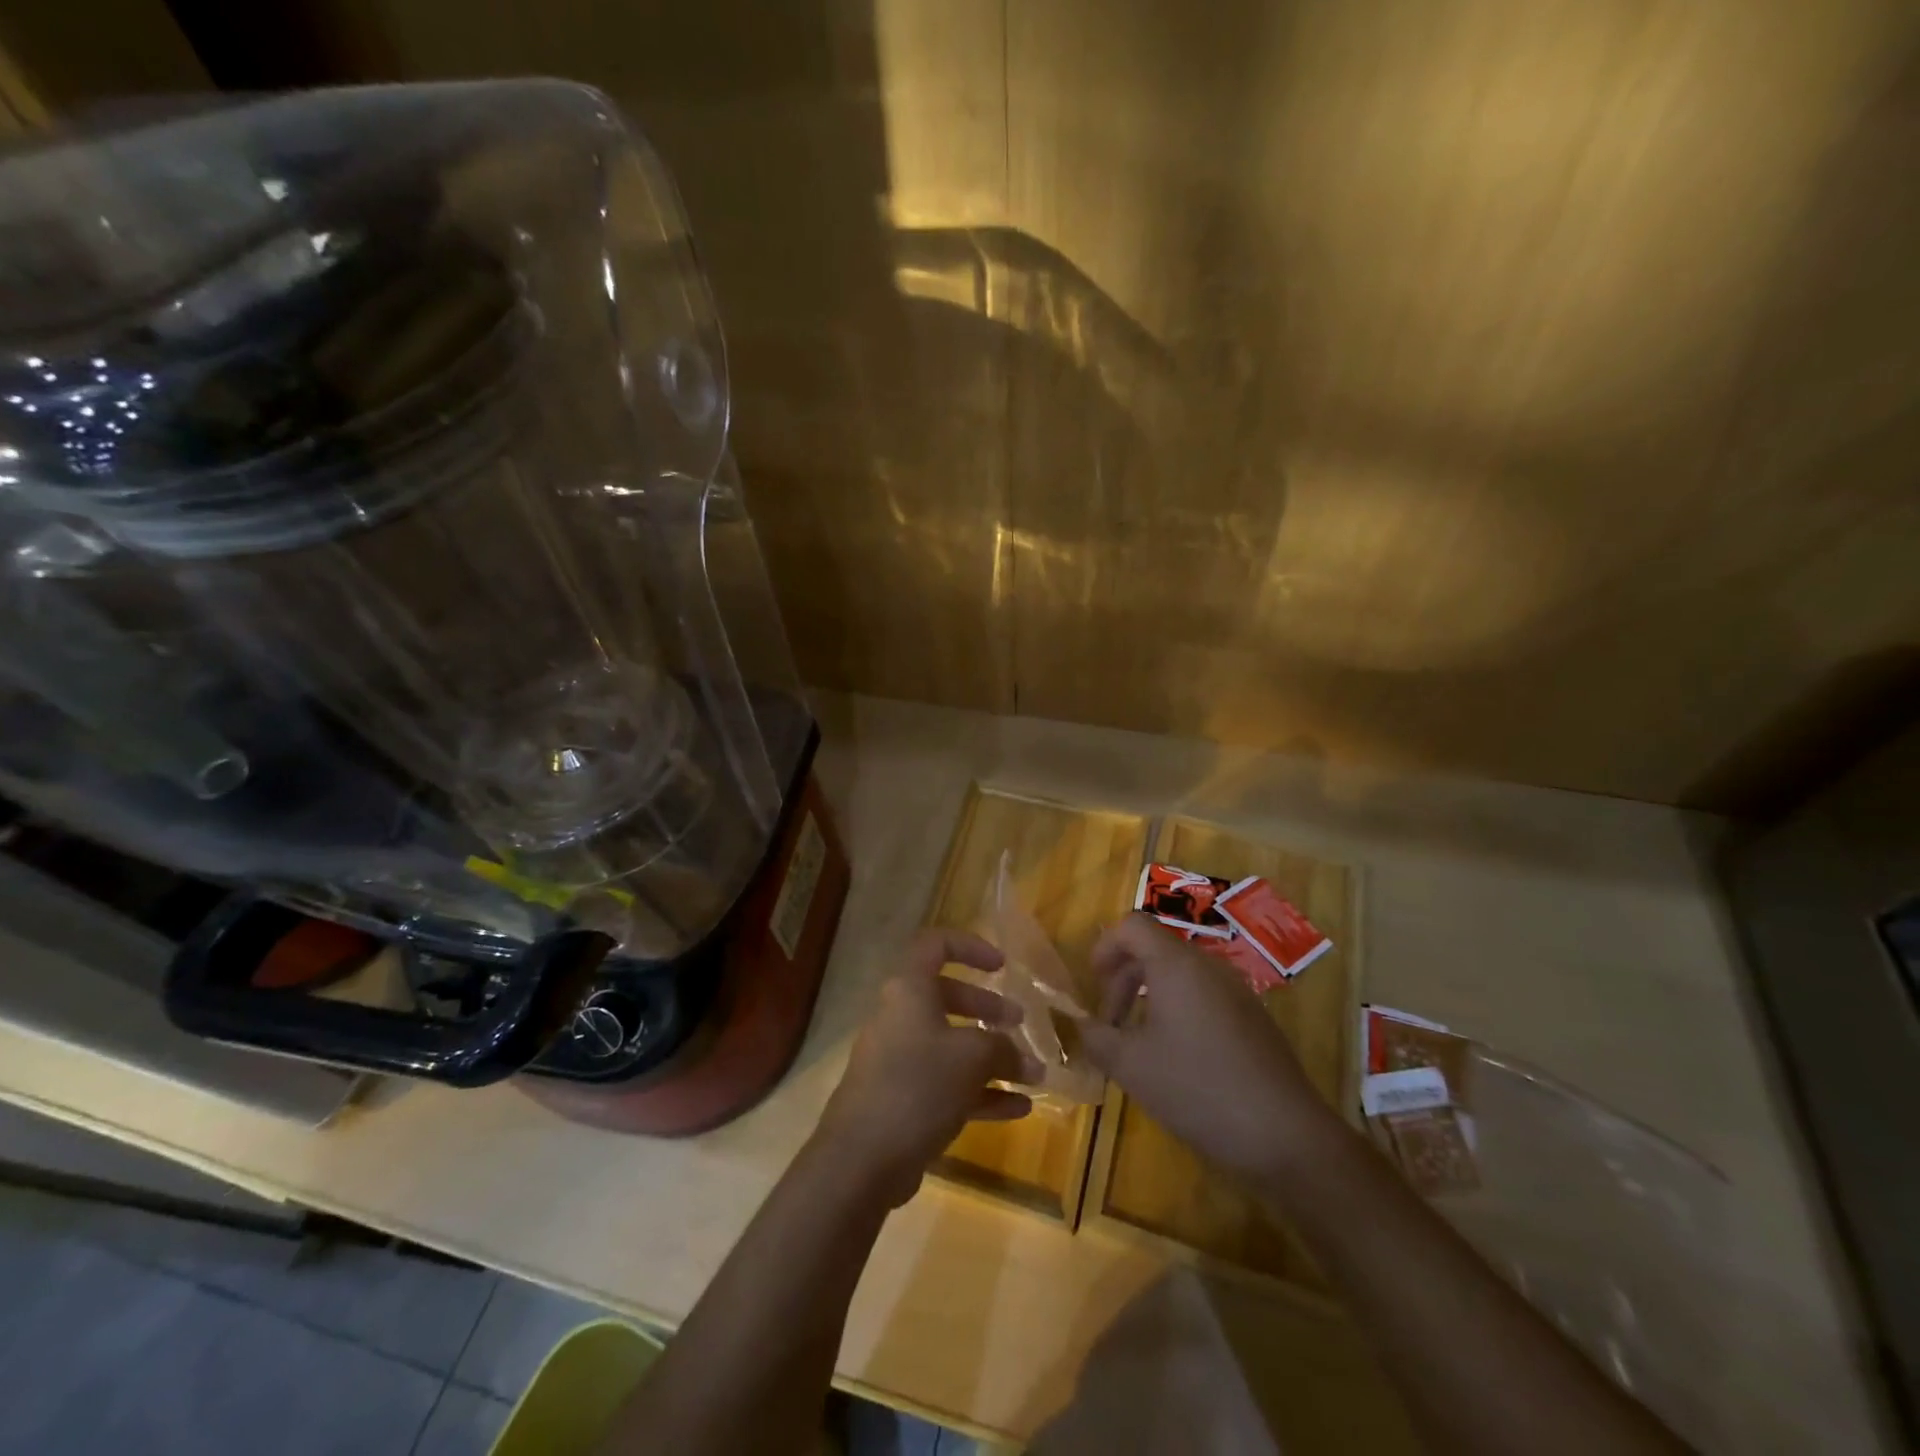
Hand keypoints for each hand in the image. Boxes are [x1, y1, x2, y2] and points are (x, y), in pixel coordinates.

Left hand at [815, 928, 1039, 1206]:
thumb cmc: (918, 1085)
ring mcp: (899, 1060)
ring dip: (991, 1056)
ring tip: (1032, 1072)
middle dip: (987, 1007)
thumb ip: (1004, 1050)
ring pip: (950, 1045)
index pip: (936, 946)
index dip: (970, 947)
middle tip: (1020, 1021)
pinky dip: (981, 1092)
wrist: (862, 1158)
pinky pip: (947, 1085)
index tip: (1002, 966)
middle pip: (947, 997)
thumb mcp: (971, 1058)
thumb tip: (1028, 1062)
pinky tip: (1019, 1108)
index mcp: (909, 990)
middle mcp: (901, 1017)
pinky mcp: (903, 1100)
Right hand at [1078, 914, 1333, 1182]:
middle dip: (1123, 981)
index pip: (1132, 926)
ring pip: (1180, 975)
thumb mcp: (1131, 1066)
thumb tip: (1081, 1025)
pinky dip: (1179, 1012)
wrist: (1286, 1135)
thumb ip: (1096, 1037)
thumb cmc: (1198, 1088)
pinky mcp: (1253, 1019)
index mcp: (1177, 964)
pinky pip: (1204, 997)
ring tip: (1139, 1045)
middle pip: (1155, 950)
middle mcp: (1208, 966)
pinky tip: (1177, 1060)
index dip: (1105, 947)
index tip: (1093, 986)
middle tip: (1110, 1026)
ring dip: (1149, 998)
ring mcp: (1237, 991)